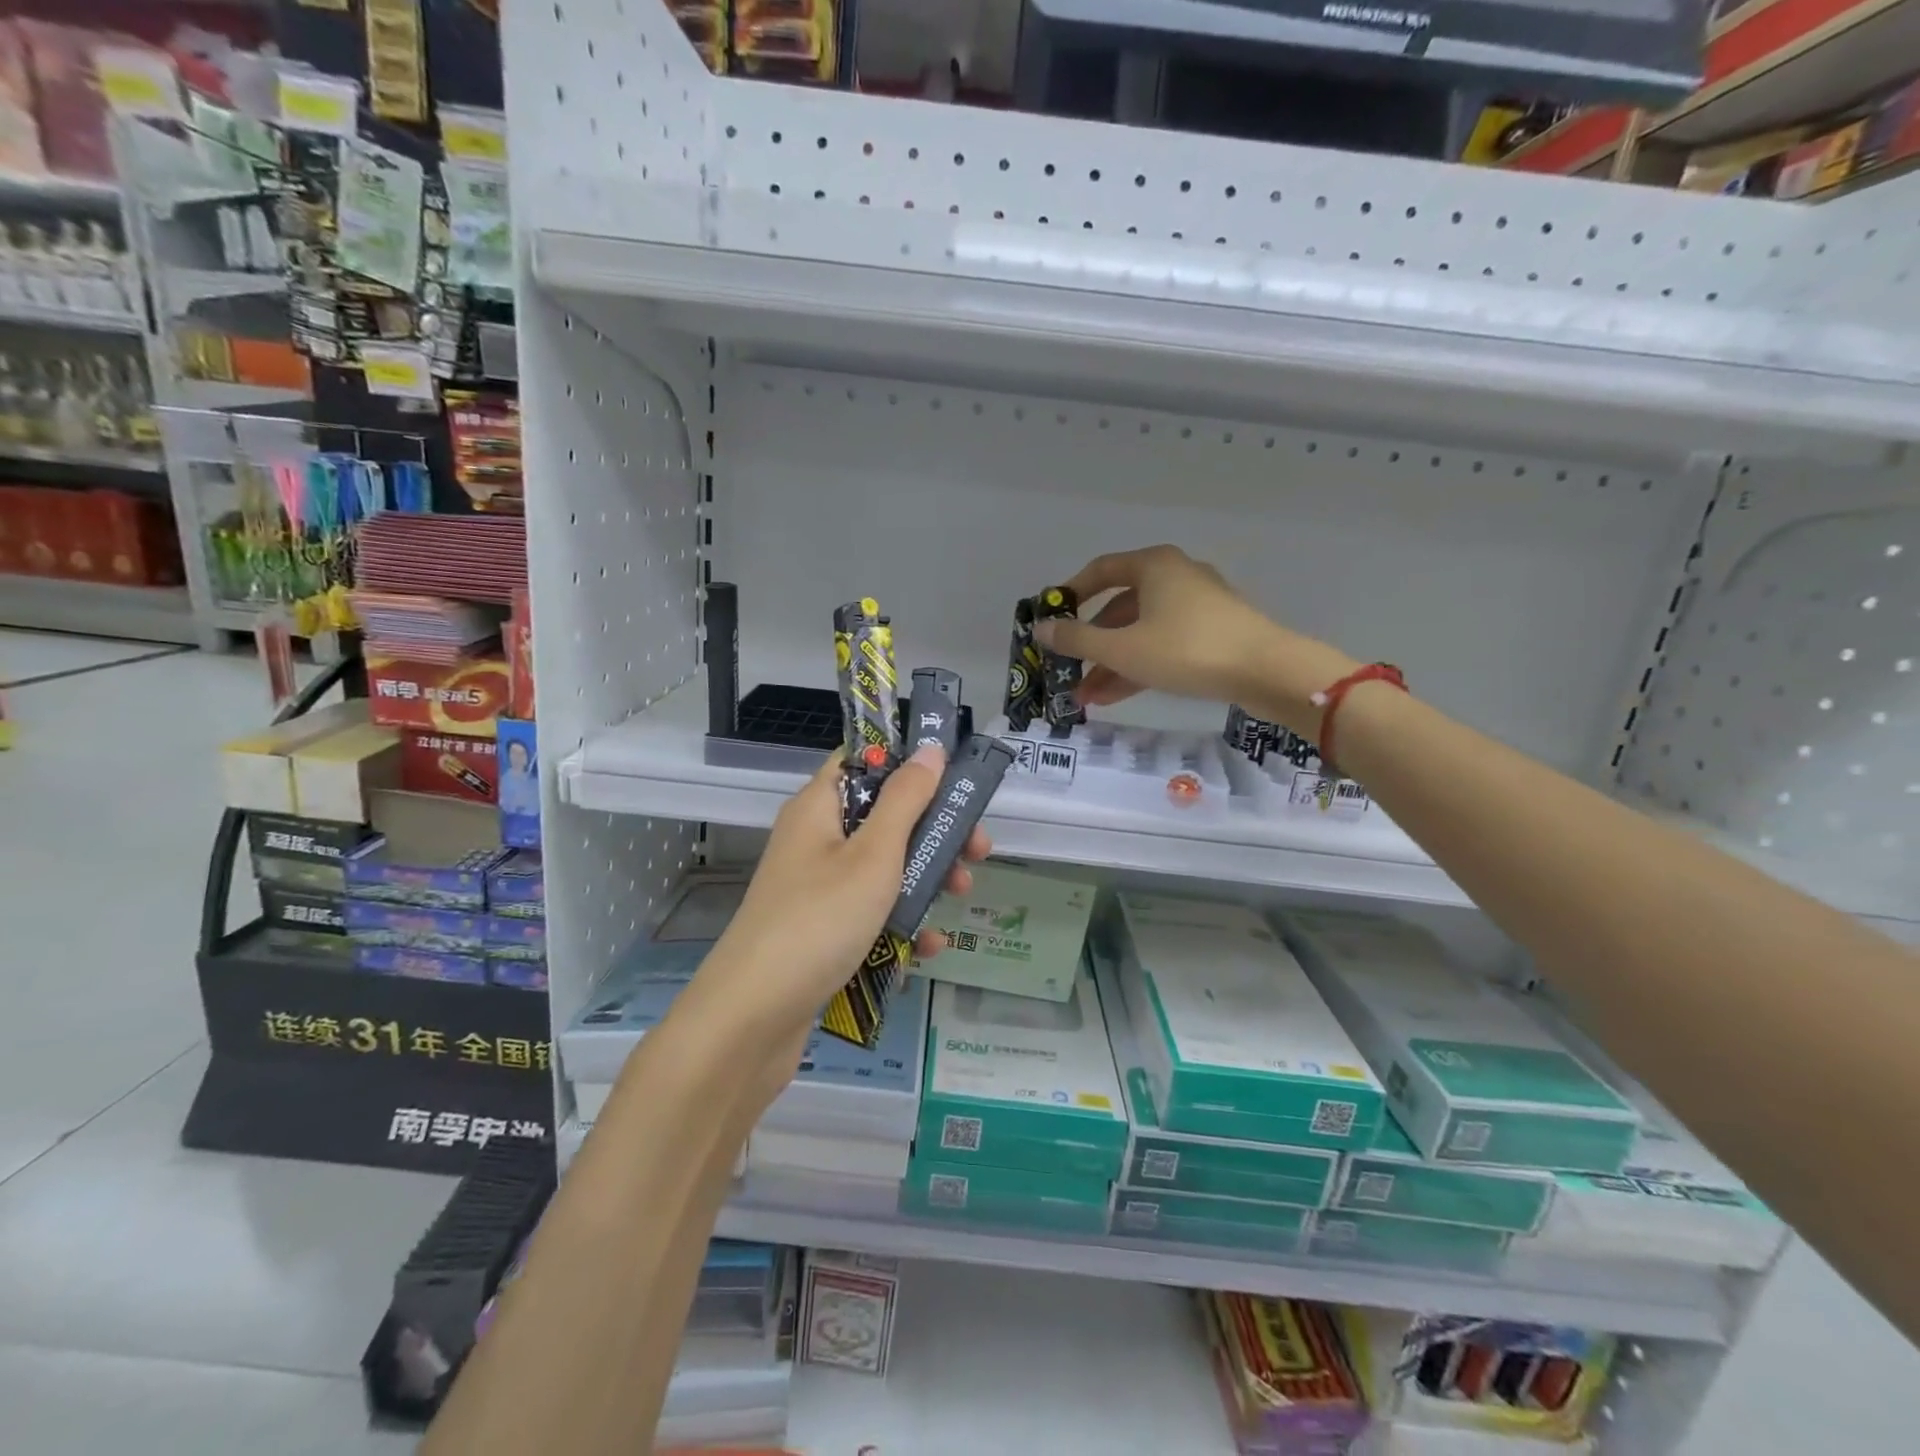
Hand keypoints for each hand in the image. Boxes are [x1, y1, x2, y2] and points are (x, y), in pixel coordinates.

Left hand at [685, 744, 989, 1088]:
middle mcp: (816, 841)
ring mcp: (818, 889)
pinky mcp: (823, 932)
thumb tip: (930, 750)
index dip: (908, 762)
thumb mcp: (873, 855)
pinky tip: (929, 946)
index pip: (863, 761)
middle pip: (884, 817)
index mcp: (819, 807)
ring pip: (884, 868)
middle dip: (935, 830)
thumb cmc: (819, 921)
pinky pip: (871, 914)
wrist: (753, 1019)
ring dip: (927, 878)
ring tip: (962, 894)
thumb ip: (906, 800)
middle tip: (977, 848)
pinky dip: (902, 924)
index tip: (955, 777)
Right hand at [1033, 544, 1355, 733]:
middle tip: (1067, 670)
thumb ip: (1077, 640)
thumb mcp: (1122, 648)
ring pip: (1140, 632)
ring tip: (1085, 697)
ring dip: (1111, 663)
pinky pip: (1163, 645)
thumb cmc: (1186, 649)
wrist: (1266, 671)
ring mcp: (1196, 606)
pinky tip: (1114, 696)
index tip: (1051, 619)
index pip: (1100, 570)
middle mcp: (1175, 577)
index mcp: (1153, 566)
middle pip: (1119, 608)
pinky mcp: (1212, 633)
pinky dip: (1138, 666)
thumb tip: (1040, 629)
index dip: (1071, 594)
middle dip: (1090, 645)